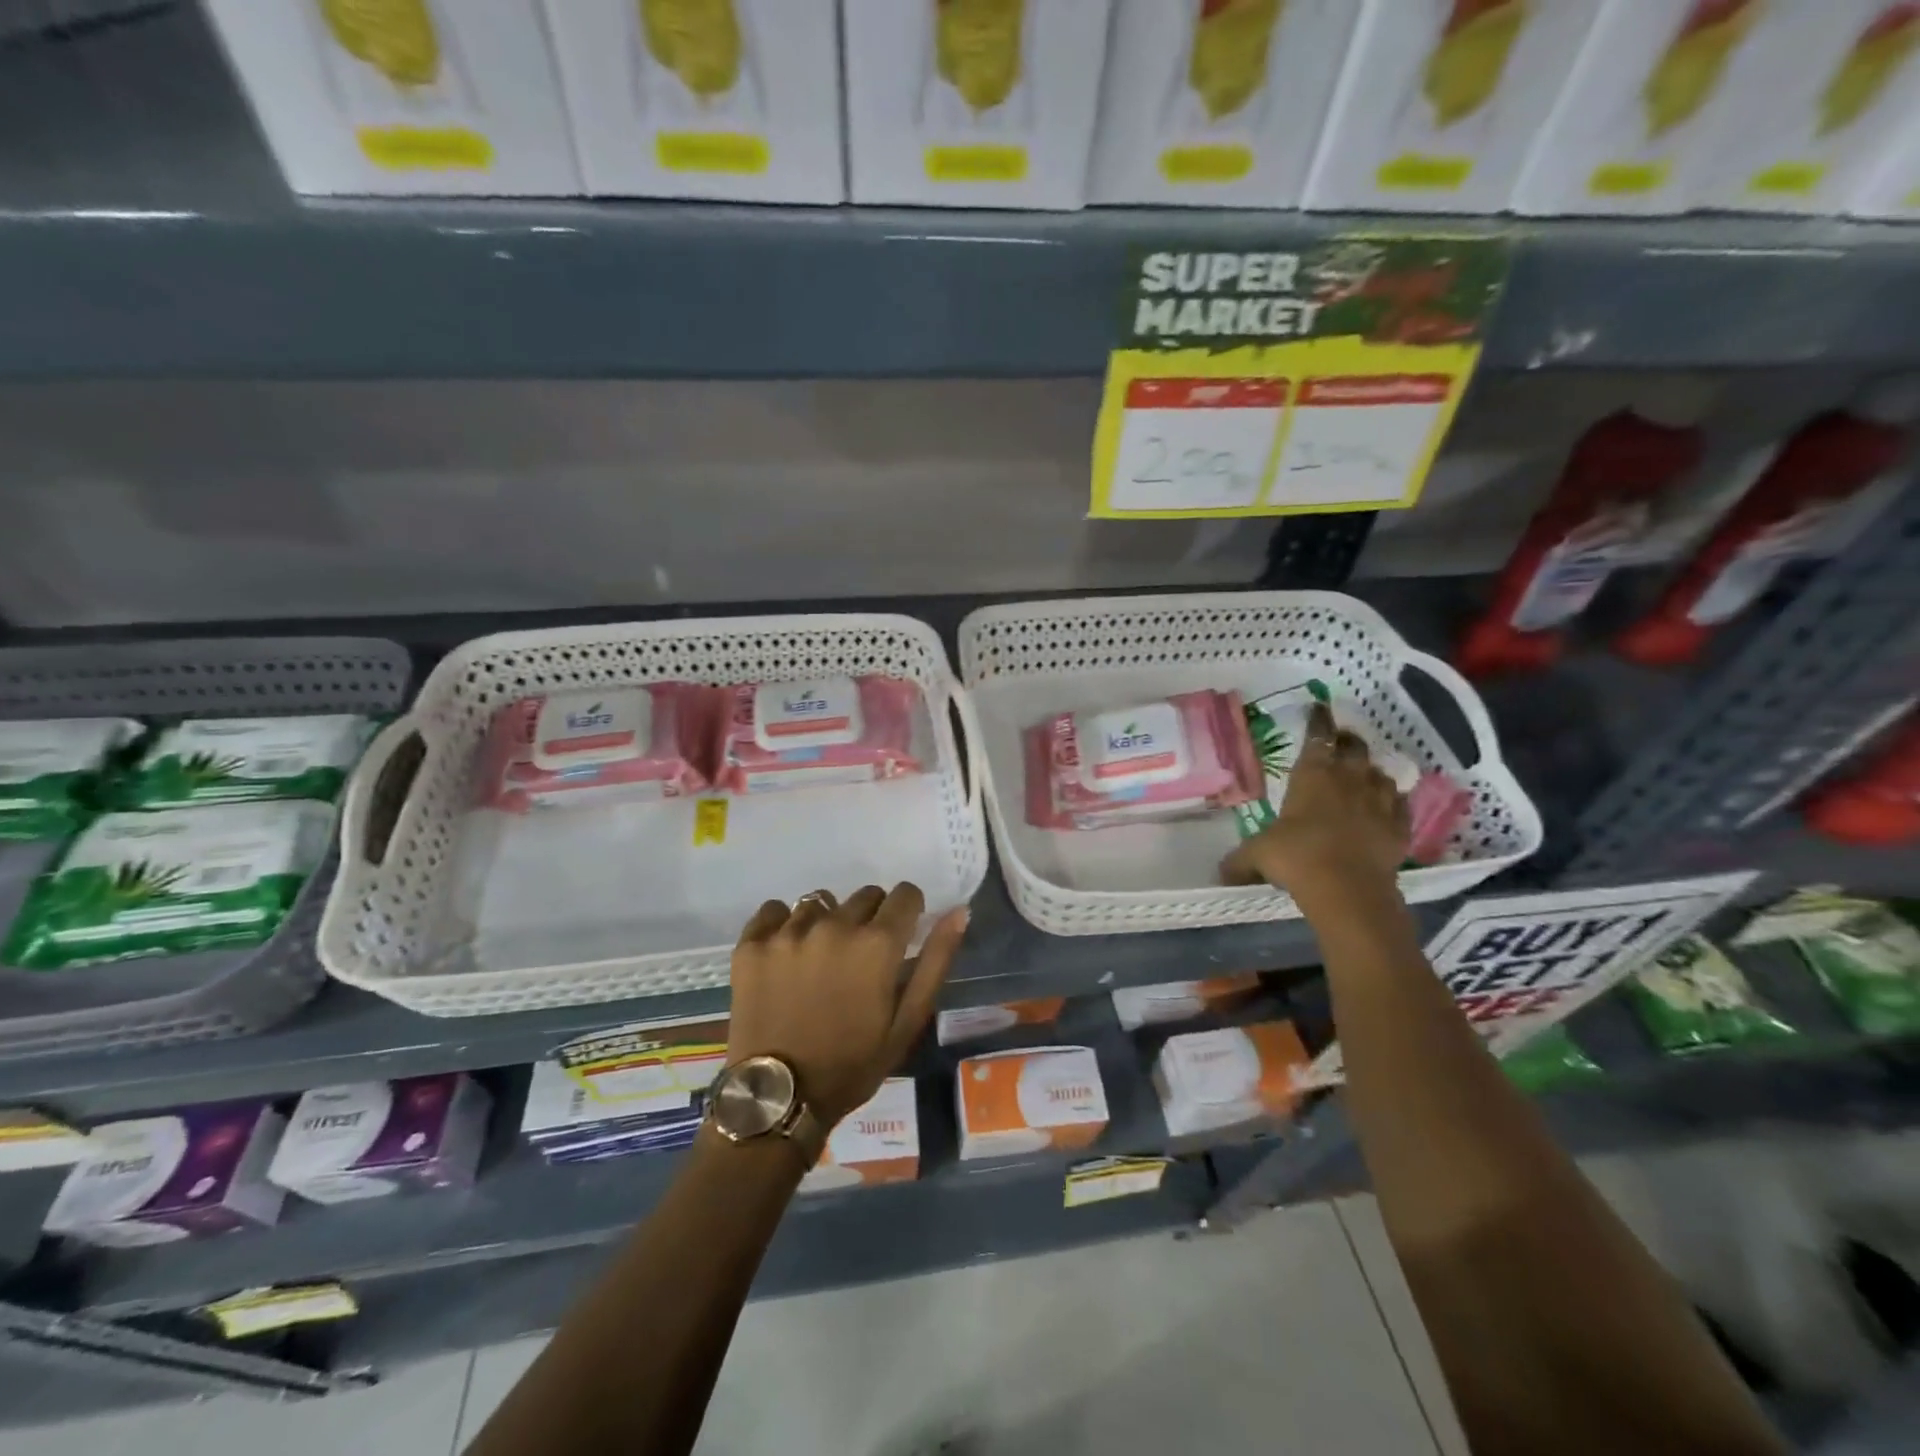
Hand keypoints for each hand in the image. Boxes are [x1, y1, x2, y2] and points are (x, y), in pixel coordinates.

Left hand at [728, 884, 968, 1126]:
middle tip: (860, 959)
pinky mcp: (752, 944)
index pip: (905, 894)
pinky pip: (773, 911)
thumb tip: (958, 911)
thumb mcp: (907, 1021)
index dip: (908, 912)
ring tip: (820, 960)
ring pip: (820, 902)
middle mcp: (834, 925)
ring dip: (827, 922)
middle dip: (871, 918)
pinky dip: (783, 925)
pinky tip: (785, 954)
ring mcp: (788, 932)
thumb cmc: (852, 1064)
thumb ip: (935, 961)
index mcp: (877, 943)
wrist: (778, 1099)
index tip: (901, 936)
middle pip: (865, 896)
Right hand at [1221, 702, 1408, 909]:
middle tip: (1341, 741)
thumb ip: (1241, 858)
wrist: (1347, 890)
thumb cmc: (1295, 857)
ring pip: (1381, 774)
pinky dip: (1393, 802)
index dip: (1318, 721)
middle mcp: (1349, 780)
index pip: (1317, 736)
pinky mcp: (1400, 826)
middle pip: (1354, 748)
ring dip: (1371, 772)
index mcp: (1312, 775)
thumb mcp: (1256, 855)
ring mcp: (1379, 802)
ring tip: (1364, 775)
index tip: (1319, 708)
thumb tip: (1221, 872)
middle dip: (1347, 741)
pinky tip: (1387, 806)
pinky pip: (1400, 805)